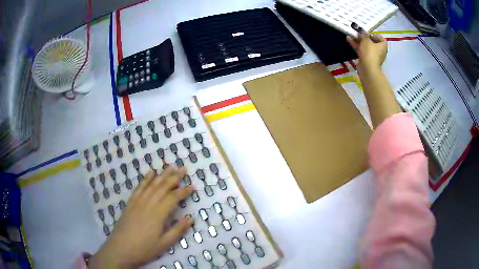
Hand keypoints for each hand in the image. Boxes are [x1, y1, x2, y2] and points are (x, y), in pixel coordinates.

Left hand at [90, 167, 193, 268]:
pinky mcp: (131, 203)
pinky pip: (139, 187)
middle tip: (183, 168)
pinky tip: (150, 172)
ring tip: (170, 166)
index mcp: (158, 214)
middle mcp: (149, 204)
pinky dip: (145, 179)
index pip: (173, 198)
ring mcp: (138, 201)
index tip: (192, 186)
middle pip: (163, 187)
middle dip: (174, 177)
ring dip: (162, 175)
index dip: (183, 191)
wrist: (121, 248)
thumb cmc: (145, 248)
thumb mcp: (165, 244)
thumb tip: (190, 218)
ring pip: (152, 185)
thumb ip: (178, 230)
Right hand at [346, 32, 386, 74]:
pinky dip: (356, 45)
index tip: (368, 34)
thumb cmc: (370, 53)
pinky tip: (349, 39)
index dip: (375, 35)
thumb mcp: (366, 40)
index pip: (381, 38)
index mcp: (382, 46)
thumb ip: (363, 34)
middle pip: (371, 41)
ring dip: (358, 40)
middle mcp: (379, 51)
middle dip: (364, 37)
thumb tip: (361, 30)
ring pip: (365, 45)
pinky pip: (361, 50)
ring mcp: (372, 55)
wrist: (367, 69)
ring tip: (351, 34)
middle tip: (358, 33)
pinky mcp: (366, 59)